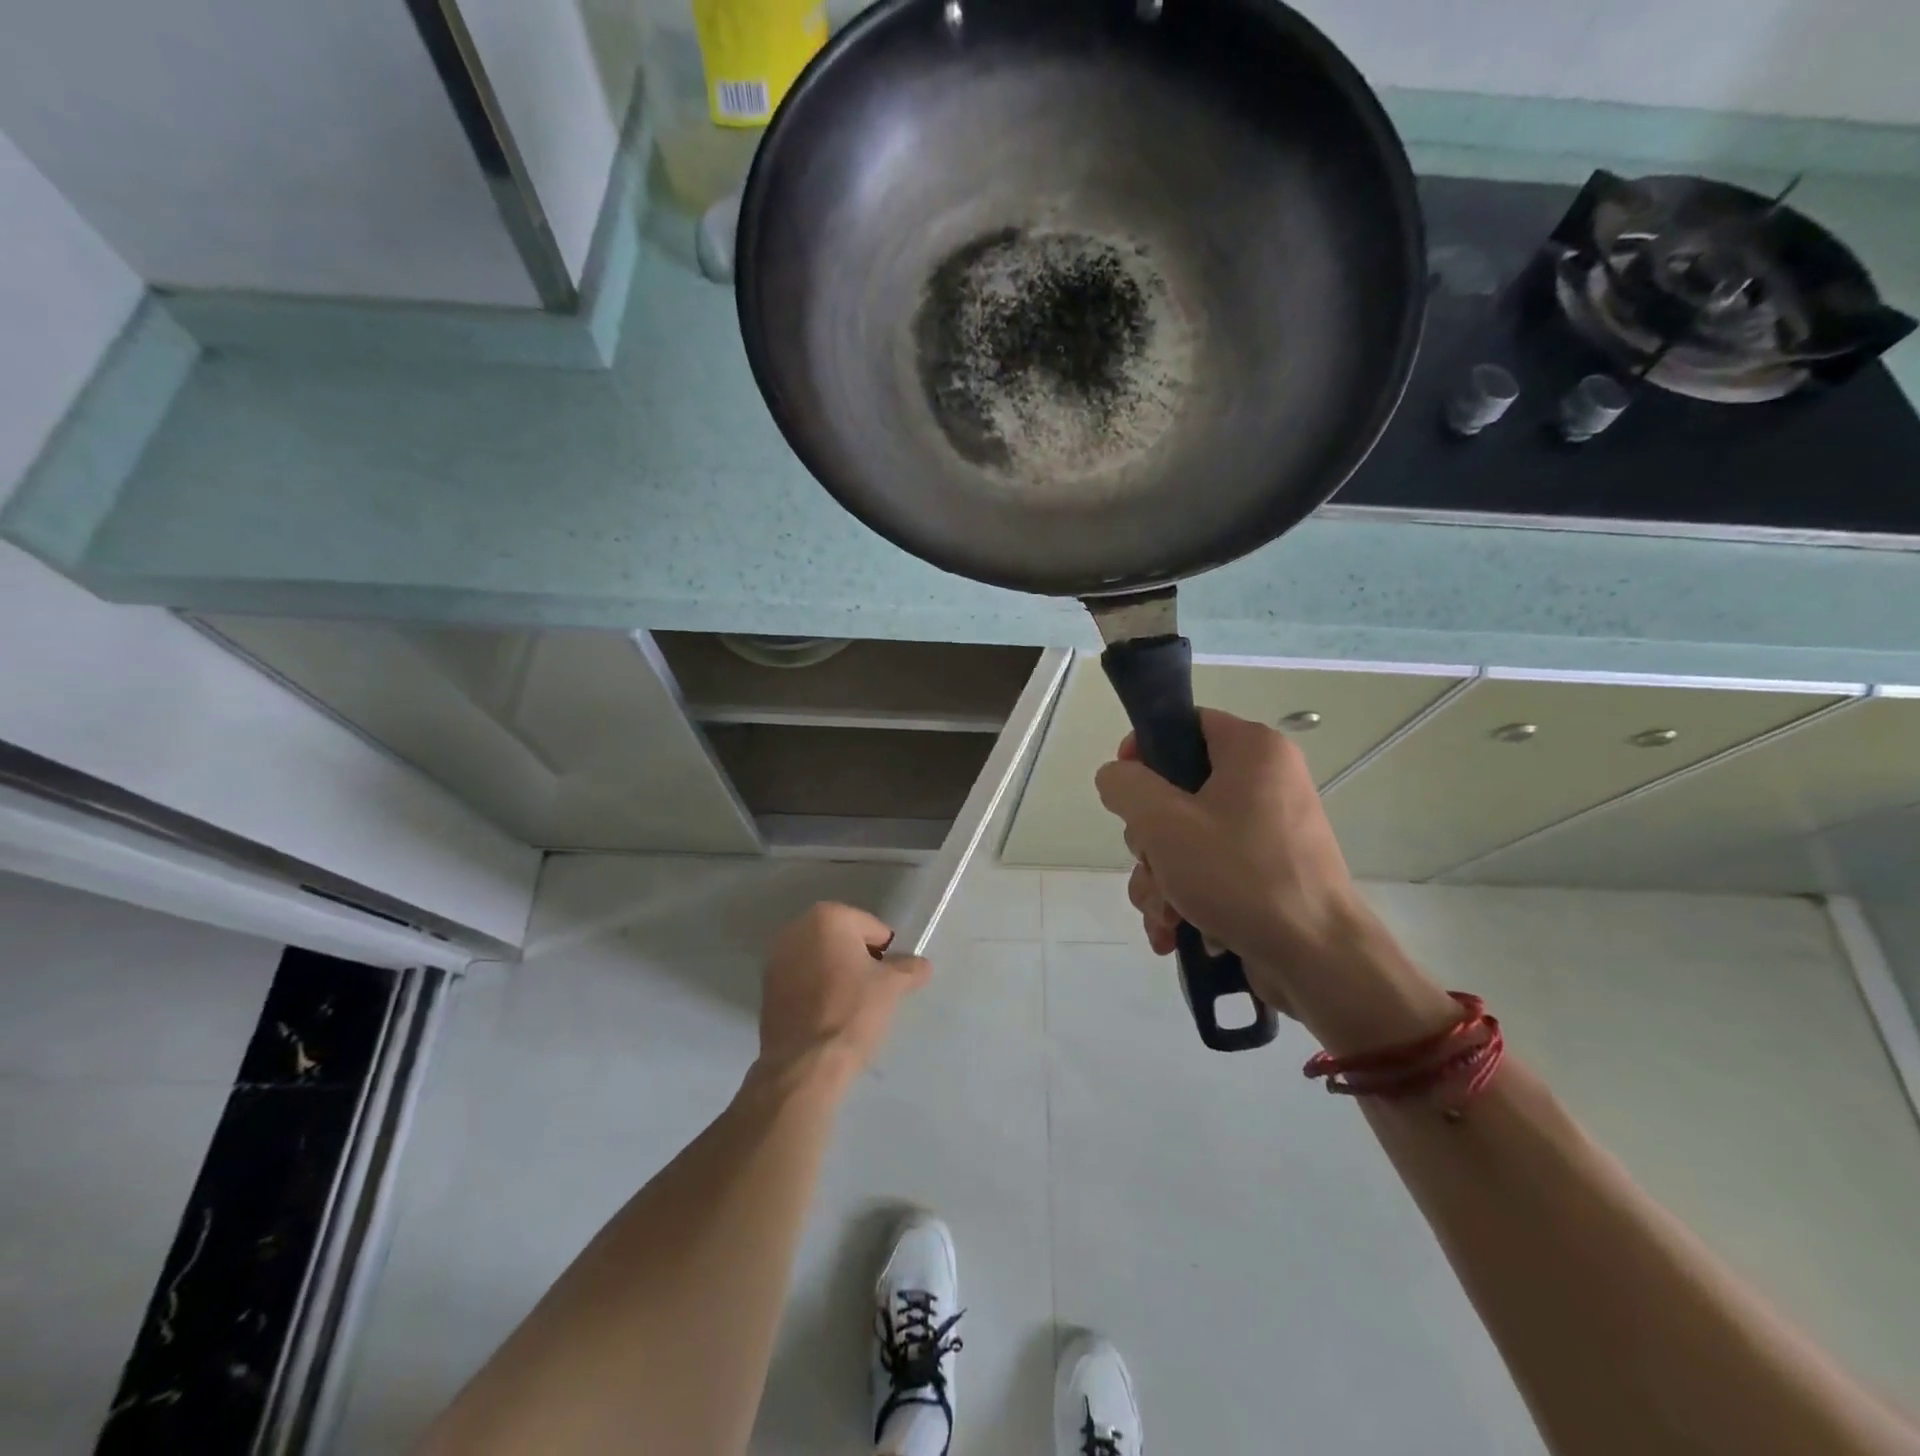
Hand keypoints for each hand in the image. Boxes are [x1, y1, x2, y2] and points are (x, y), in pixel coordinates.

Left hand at [754, 902, 930, 1091]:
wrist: (805, 1064)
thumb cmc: (851, 1012)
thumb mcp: (892, 987)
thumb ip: (909, 969)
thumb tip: (922, 965)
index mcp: (827, 917)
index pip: (872, 928)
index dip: (886, 953)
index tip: (889, 979)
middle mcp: (796, 928)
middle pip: (843, 940)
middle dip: (860, 960)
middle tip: (874, 992)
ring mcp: (776, 958)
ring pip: (822, 960)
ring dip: (838, 974)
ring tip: (852, 1006)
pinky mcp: (766, 988)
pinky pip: (803, 980)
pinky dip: (817, 990)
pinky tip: (828, 1016)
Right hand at [1095, 709, 1454, 1050]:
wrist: (1317, 961)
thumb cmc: (1241, 875)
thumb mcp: (1164, 822)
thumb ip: (1126, 786)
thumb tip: (1116, 779)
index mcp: (1252, 750)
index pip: (1184, 724)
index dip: (1144, 750)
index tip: (1124, 790)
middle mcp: (1265, 782)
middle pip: (1177, 789)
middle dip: (1149, 839)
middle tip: (1153, 863)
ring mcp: (1266, 831)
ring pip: (1185, 837)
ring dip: (1160, 877)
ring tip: (1166, 915)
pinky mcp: (1265, 873)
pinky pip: (1208, 869)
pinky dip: (1185, 897)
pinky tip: (1174, 932)